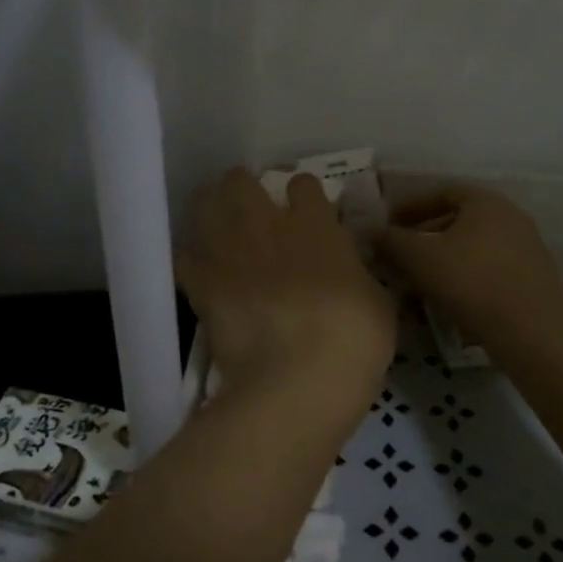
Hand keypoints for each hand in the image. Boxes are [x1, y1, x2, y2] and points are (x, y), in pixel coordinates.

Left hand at [176, 169, 395, 399]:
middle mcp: (267, 225)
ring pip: (205, 205)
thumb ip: (357, 274)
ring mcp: (229, 251)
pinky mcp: (202, 284)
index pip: (304, 184)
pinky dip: (192, 261)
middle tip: (251, 209)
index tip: (306, 210)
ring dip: (211, 212)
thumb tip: (349, 271)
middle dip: (243, 188)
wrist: (296, 380)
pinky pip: (185, 257)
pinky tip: (201, 272)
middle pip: (240, 181)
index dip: (304, 194)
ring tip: (219, 228)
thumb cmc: (352, 340)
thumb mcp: (377, 303)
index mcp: (315, 225)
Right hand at [377, 186, 562, 358]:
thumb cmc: (471, 283)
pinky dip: (467, 275)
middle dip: (426, 234)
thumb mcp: (420, 258)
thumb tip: (375, 232)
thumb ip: (393, 241)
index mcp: (485, 201)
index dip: (410, 207)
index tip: (389, 226)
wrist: (532, 333)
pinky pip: (490, 268)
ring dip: (446, 257)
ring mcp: (527, 247)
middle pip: (459, 219)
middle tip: (401, 253)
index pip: (441, 192)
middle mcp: (510, 216)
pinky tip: (449, 298)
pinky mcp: (534, 278)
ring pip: (474, 245)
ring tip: (420, 279)